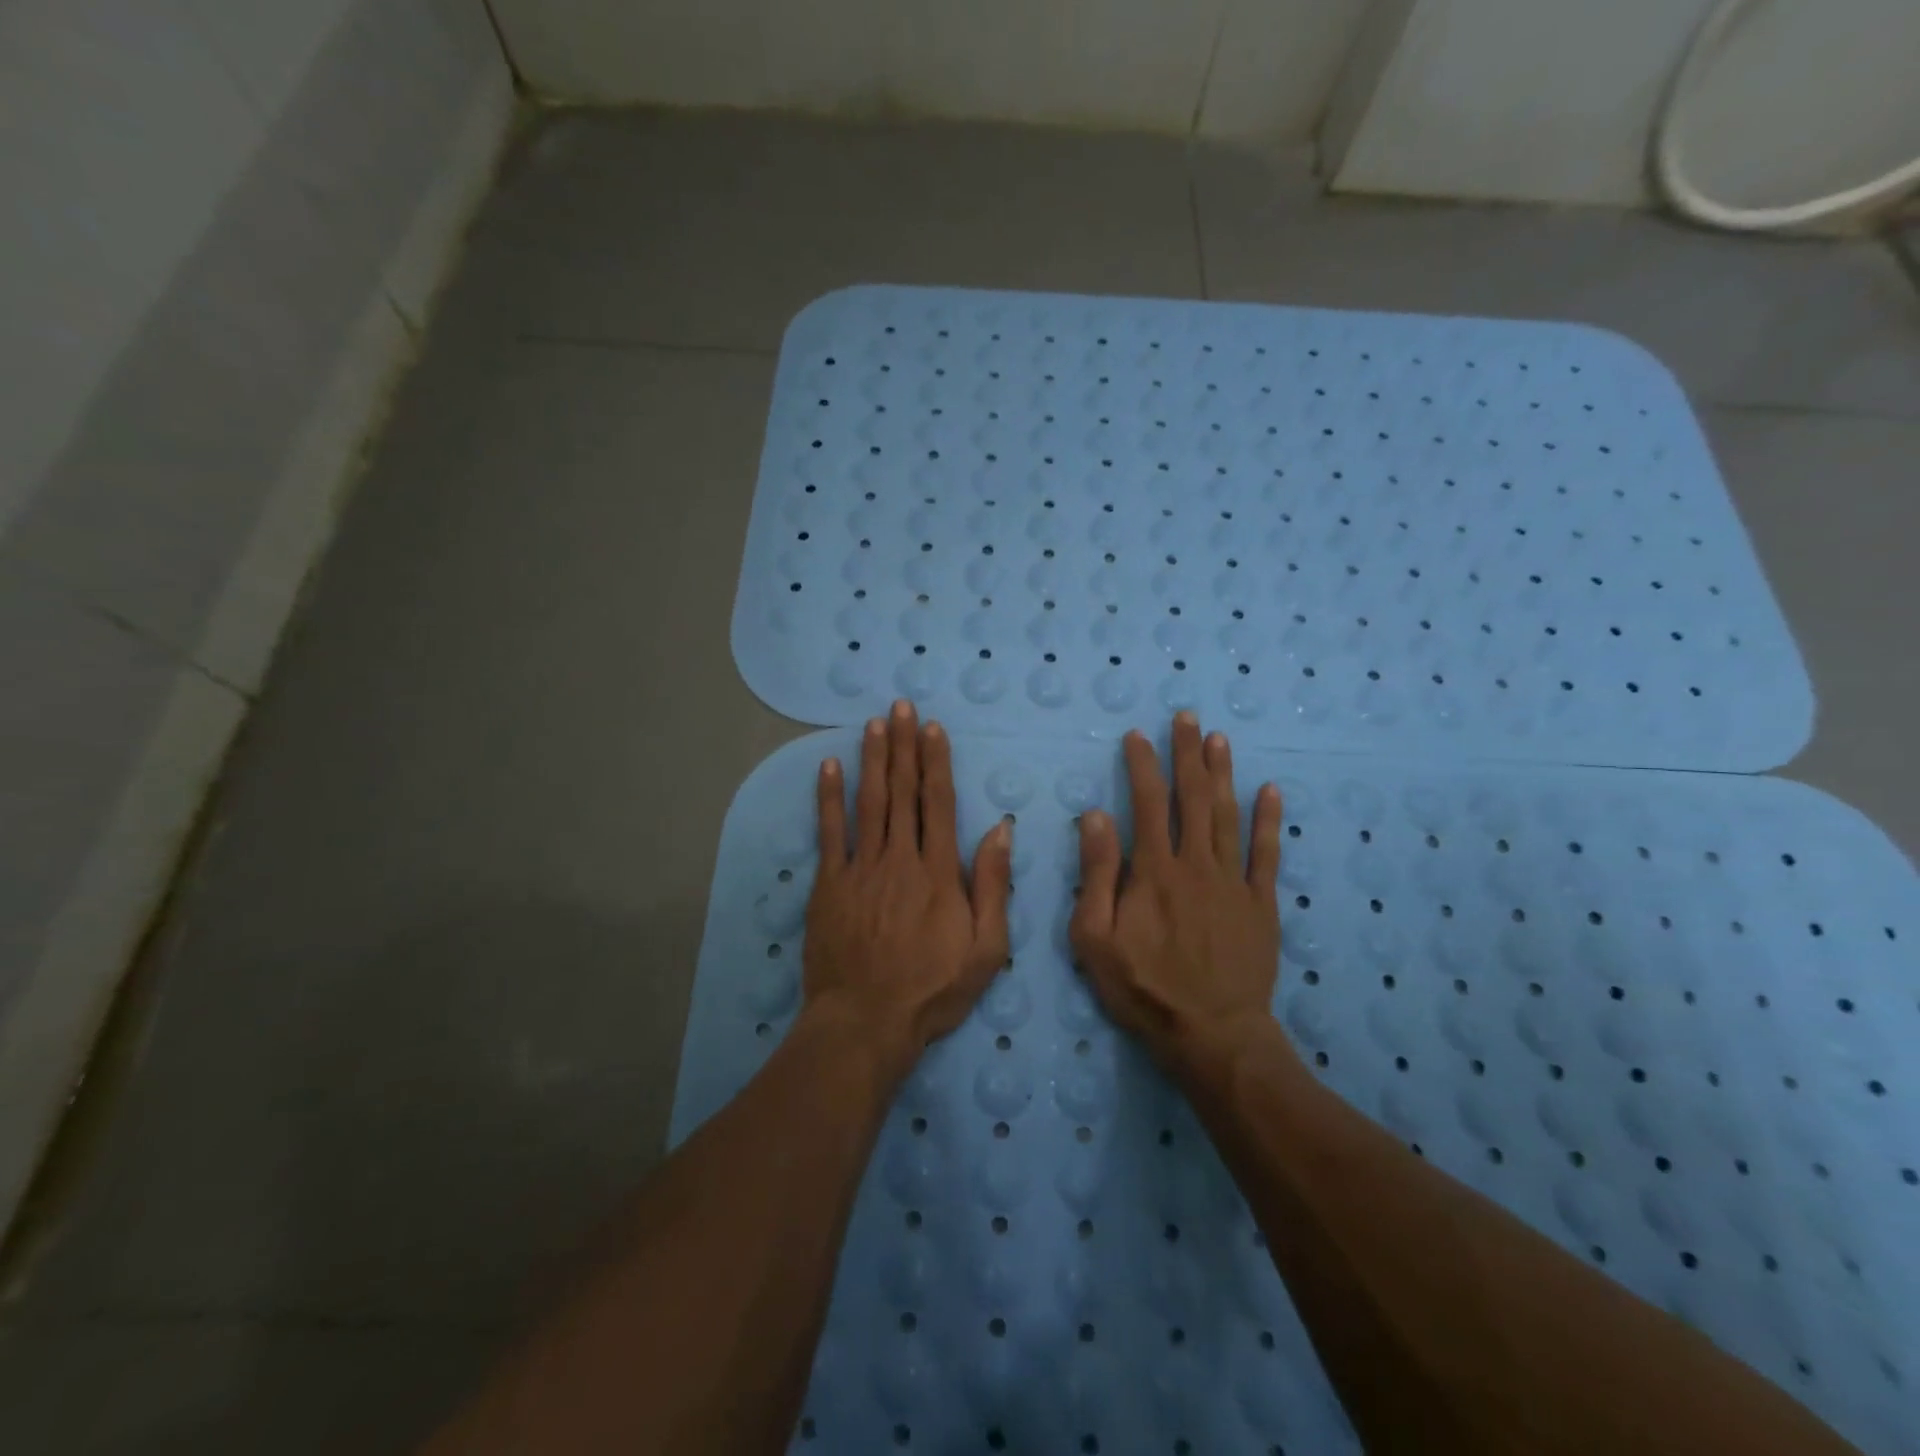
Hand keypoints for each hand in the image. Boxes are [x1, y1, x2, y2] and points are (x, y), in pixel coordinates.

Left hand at [803, 700, 1012, 1073]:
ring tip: (874, 724)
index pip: (938, 803)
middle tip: (902, 706)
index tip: (933, 729)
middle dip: (904, 746)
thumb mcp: (986, 948)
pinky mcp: (829, 884)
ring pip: (869, 802)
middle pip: (902, 792)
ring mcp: (860, 868)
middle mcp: (899, 858)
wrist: (866, 1020)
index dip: (936, 762)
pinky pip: (829, 832)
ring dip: (872, 759)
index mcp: (939, 871)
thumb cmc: (933, 989)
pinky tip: (828, 767)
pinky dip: (828, 798)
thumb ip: (992, 885)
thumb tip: (1000, 829)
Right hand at [1070, 712, 1285, 1074]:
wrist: (1212, 1033)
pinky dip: (1268, 821)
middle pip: (1191, 798)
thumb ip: (1096, 874)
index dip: (1141, 766)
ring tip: (1218, 739)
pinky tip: (1270, 791)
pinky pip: (1266, 854)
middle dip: (1187, 755)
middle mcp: (1195, 864)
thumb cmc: (1143, 987)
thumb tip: (1095, 816)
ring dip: (1222, 774)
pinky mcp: (1261, 904)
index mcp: (1153, 871)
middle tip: (1187, 717)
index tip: (1138, 735)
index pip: (1145, 804)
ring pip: (1227, 816)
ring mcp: (1233, 882)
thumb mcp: (1094, 938)